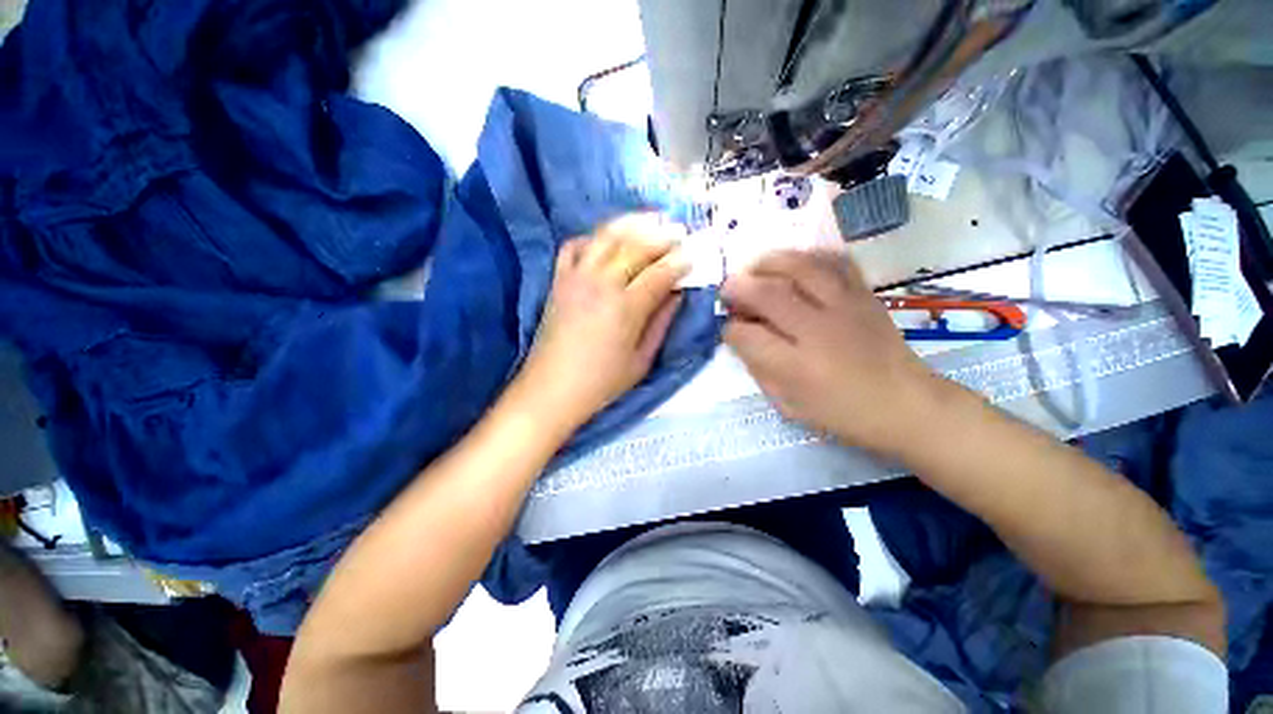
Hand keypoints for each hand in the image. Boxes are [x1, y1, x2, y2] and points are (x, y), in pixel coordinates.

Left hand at [510, 214, 688, 432]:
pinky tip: (607, 238)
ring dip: (632, 224)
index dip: (679, 262)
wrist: (552, 388)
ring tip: (651, 219)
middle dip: (662, 236)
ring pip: (606, 237)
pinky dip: (593, 236)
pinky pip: (574, 245)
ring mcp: (576, 277)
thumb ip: (661, 323)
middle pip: (636, 247)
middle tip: (679, 231)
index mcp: (625, 308)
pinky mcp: (558, 280)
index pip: (659, 274)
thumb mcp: (641, 360)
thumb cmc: (602, 382)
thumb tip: (676, 294)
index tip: (693, 255)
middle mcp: (601, 283)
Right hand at [722, 249, 954, 456]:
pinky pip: (834, 262)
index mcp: (797, 367)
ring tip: (755, 269)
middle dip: (739, 287)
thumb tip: (740, 336)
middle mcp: (818, 330)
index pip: (747, 336)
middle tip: (728, 290)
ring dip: (769, 263)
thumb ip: (758, 368)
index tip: (728, 328)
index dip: (730, 329)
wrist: (906, 404)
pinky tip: (795, 264)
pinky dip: (808, 256)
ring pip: (800, 267)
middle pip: (768, 293)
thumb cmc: (841, 412)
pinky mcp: (864, 294)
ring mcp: (845, 307)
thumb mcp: (788, 403)